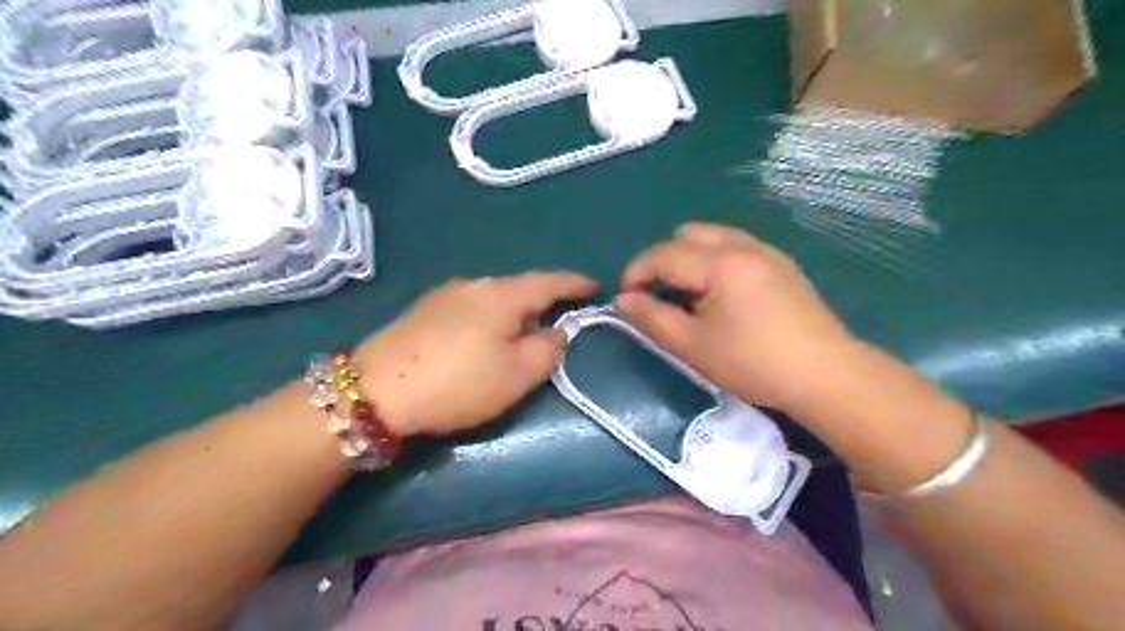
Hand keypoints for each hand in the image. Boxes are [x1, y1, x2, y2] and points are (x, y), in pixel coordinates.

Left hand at [356, 272, 601, 438]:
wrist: (376, 390)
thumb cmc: (459, 383)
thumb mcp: (519, 374)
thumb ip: (549, 349)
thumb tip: (557, 331)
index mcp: (503, 295)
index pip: (550, 281)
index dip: (575, 284)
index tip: (595, 287)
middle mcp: (475, 284)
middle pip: (520, 289)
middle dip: (542, 304)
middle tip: (555, 329)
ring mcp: (445, 294)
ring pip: (494, 299)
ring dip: (513, 314)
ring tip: (516, 341)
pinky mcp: (424, 309)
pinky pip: (470, 308)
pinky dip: (488, 320)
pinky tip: (479, 343)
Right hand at [613, 222, 857, 413]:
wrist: (825, 374)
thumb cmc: (753, 362)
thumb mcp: (692, 345)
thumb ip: (651, 318)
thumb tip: (622, 300)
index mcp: (719, 263)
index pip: (662, 254)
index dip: (635, 273)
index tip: (627, 300)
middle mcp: (742, 245)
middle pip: (686, 234)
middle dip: (663, 260)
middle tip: (661, 296)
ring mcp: (766, 251)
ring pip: (712, 236)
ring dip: (690, 258)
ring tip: (691, 296)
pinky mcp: (781, 263)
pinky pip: (735, 246)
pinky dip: (714, 261)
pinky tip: (722, 296)